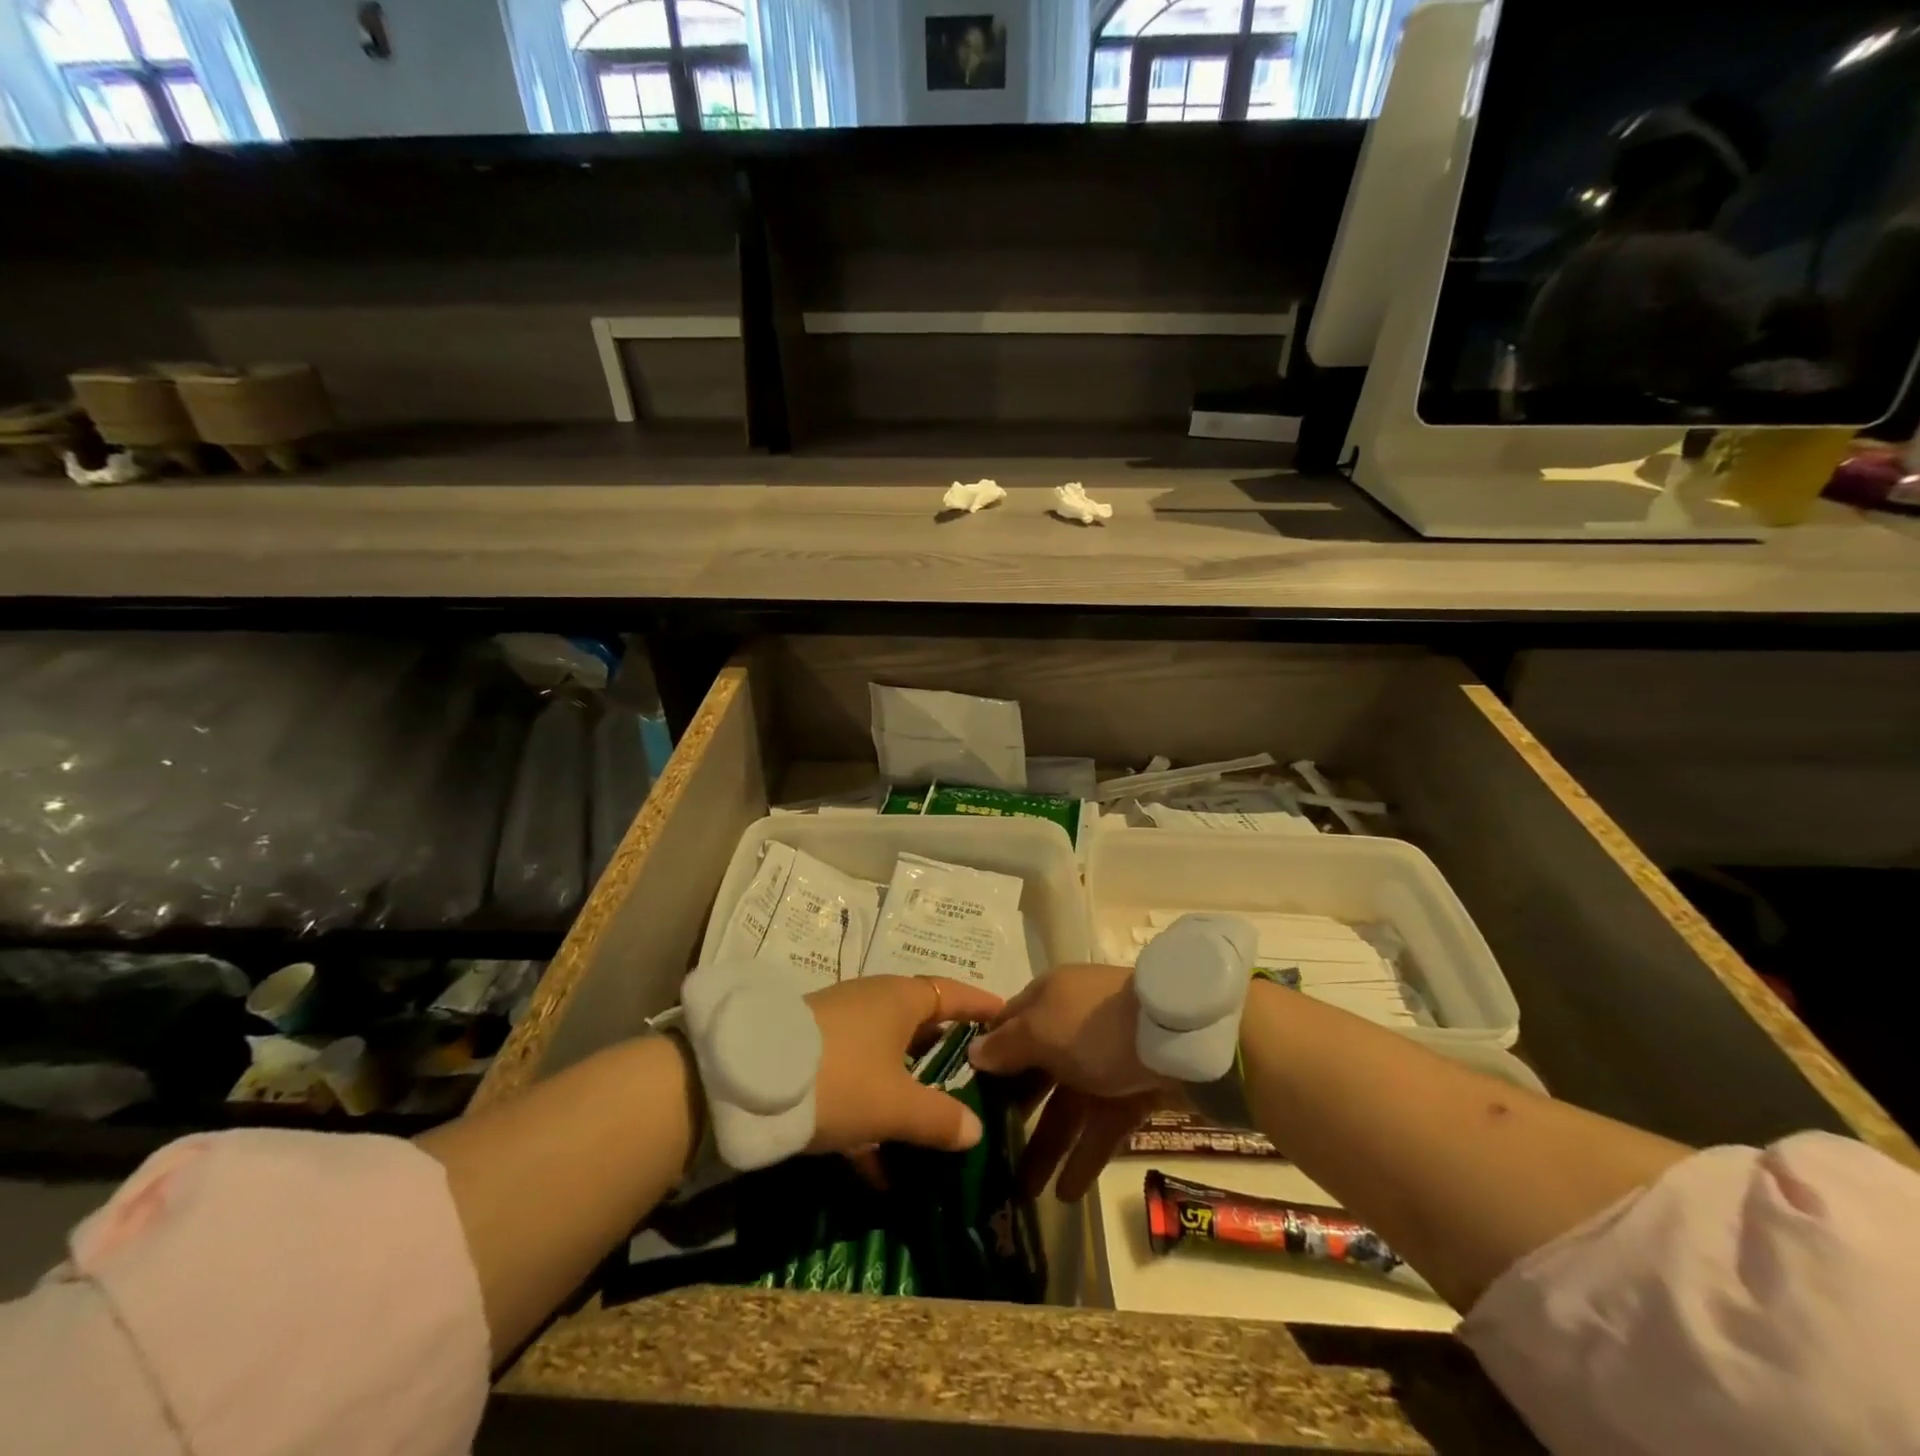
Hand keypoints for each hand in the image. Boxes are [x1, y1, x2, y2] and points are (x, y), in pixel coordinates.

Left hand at [804, 974, 1004, 1159]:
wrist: (744, 1081)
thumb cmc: (840, 1078)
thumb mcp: (895, 1105)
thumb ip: (939, 1118)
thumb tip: (975, 1131)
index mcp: (900, 999)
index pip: (952, 993)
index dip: (980, 1005)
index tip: (1006, 1014)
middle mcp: (873, 1002)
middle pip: (920, 1022)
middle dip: (945, 1050)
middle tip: (976, 1074)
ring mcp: (840, 1026)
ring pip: (887, 1055)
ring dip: (908, 1088)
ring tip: (933, 1124)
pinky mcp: (813, 1052)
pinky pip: (857, 1079)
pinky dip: (871, 1113)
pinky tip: (878, 1168)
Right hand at [967, 964, 1174, 1201]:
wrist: (1180, 1036)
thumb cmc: (1096, 1027)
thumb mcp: (1041, 1030)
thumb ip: (1006, 1046)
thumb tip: (974, 1054)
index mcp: (1047, 999)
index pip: (1007, 1027)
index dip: (986, 1059)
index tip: (963, 1095)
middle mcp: (1072, 1026)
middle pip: (1035, 1071)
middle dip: (1013, 1112)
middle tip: (990, 1153)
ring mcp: (1105, 1059)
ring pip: (1067, 1106)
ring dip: (1046, 1146)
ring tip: (1024, 1193)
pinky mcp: (1134, 1089)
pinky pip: (1101, 1126)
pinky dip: (1084, 1157)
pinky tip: (1065, 1195)